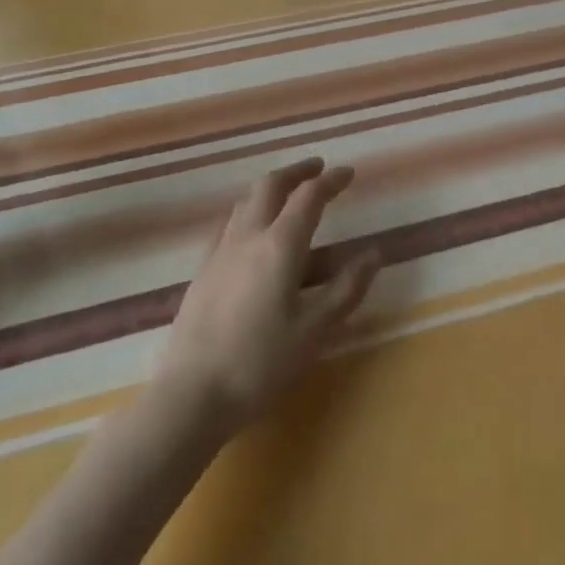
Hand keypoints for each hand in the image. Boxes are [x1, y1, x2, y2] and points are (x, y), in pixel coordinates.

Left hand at [152, 157, 380, 440]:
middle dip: (297, 172)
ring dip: (271, 188)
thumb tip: (374, 253)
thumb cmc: (260, 364)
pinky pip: (229, 223)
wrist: (190, 395)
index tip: (348, 173)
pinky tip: (251, 231)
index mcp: (279, 245)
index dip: (331, 181)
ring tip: (288, 195)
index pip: (309, 196)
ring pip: (246, 201)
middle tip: (317, 169)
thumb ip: (347, 289)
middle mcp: (248, 236)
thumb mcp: (314, 331)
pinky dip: (249, 211)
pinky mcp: (202, 270)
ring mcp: (219, 251)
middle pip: (271, 185)